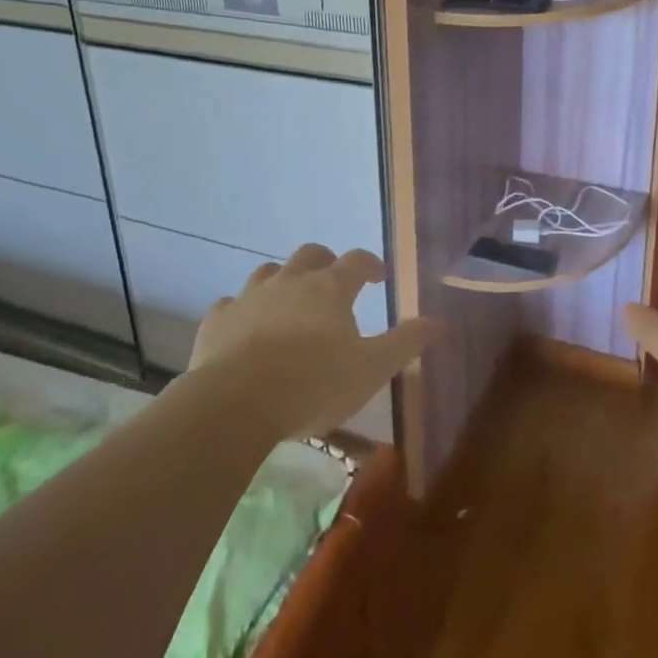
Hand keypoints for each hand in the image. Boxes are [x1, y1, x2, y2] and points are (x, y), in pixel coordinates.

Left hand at [189, 243, 442, 438]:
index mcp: (330, 289)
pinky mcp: (218, 320)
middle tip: (334, 282)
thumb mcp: (371, 369)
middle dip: (326, 262)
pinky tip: (245, 328)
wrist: (236, 403)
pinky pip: (231, 304)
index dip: (370, 264)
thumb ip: (405, 343)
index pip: (356, 261)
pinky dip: (243, 310)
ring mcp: (250, 297)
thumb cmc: (314, 384)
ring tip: (289, 301)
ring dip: (283, 280)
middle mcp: (290, 281)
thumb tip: (439, 321)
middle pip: (311, 255)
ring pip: (268, 272)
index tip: (379, 276)